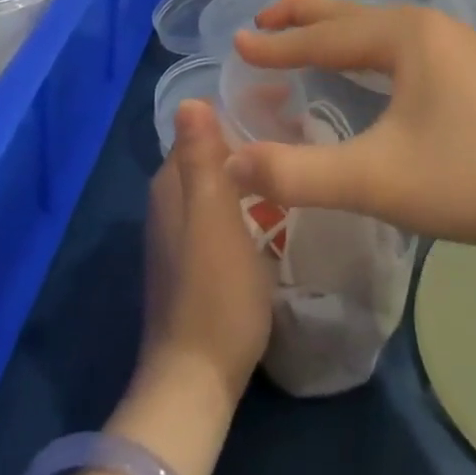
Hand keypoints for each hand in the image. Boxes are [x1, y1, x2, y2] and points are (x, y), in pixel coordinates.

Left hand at [139, 98, 272, 404]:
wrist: (196, 377)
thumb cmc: (214, 293)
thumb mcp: (213, 218)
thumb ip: (201, 159)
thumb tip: (191, 100)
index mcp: (171, 184)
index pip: (205, 124)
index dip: (244, 106)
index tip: (290, 97)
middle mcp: (170, 201)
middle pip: (214, 150)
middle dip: (253, 133)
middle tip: (305, 127)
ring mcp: (182, 232)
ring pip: (221, 180)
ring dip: (254, 166)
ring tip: (298, 159)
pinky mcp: (197, 259)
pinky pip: (226, 208)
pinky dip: (251, 197)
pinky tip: (278, 206)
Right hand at [225, 0, 475, 265]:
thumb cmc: (464, 183)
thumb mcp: (373, 180)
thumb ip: (296, 173)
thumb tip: (229, 165)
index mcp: (406, 36)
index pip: (325, 37)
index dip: (277, 44)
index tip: (237, 44)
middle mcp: (431, 27)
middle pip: (351, 16)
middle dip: (302, 19)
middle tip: (260, 23)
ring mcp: (457, 45)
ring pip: (379, 29)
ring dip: (336, 32)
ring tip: (302, 39)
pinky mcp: (472, 69)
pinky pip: (402, 44)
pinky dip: (366, 48)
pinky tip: (366, 67)